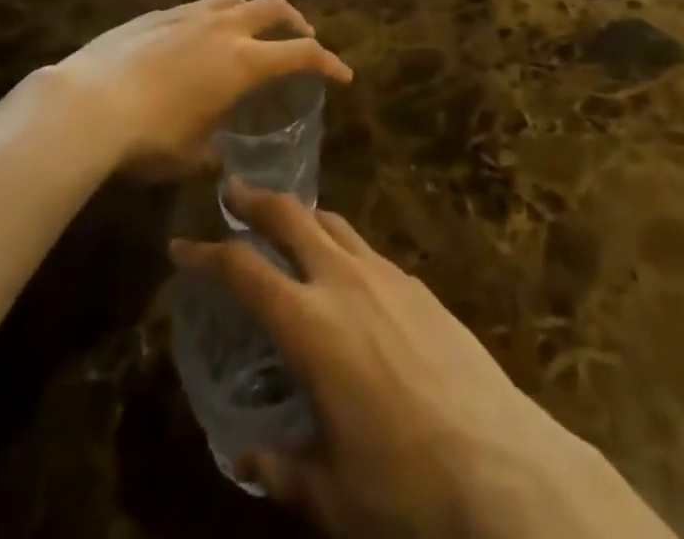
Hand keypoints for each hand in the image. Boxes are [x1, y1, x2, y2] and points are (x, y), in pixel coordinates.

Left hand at [55, 0, 349, 178]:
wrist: (88, 104)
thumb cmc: (149, 138)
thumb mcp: (191, 155)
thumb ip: (213, 150)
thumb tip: (216, 158)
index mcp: (243, 62)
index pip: (301, 53)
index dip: (328, 62)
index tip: (343, 74)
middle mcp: (223, 28)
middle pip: (274, 7)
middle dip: (295, 21)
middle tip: (301, 38)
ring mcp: (188, 14)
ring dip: (252, 11)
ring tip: (249, 30)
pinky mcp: (157, 13)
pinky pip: (197, 6)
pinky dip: (211, 18)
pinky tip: (195, 39)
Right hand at [172, 188, 674, 538]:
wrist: (501, 465)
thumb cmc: (403, 486)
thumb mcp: (330, 491)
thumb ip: (280, 466)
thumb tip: (244, 458)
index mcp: (308, 324)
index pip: (243, 269)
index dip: (206, 253)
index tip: (181, 244)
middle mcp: (343, 281)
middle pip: (290, 216)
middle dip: (256, 199)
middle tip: (233, 192)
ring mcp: (386, 275)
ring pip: (333, 222)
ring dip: (302, 215)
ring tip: (286, 223)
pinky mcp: (418, 285)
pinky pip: (367, 248)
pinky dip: (342, 244)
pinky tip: (345, 273)